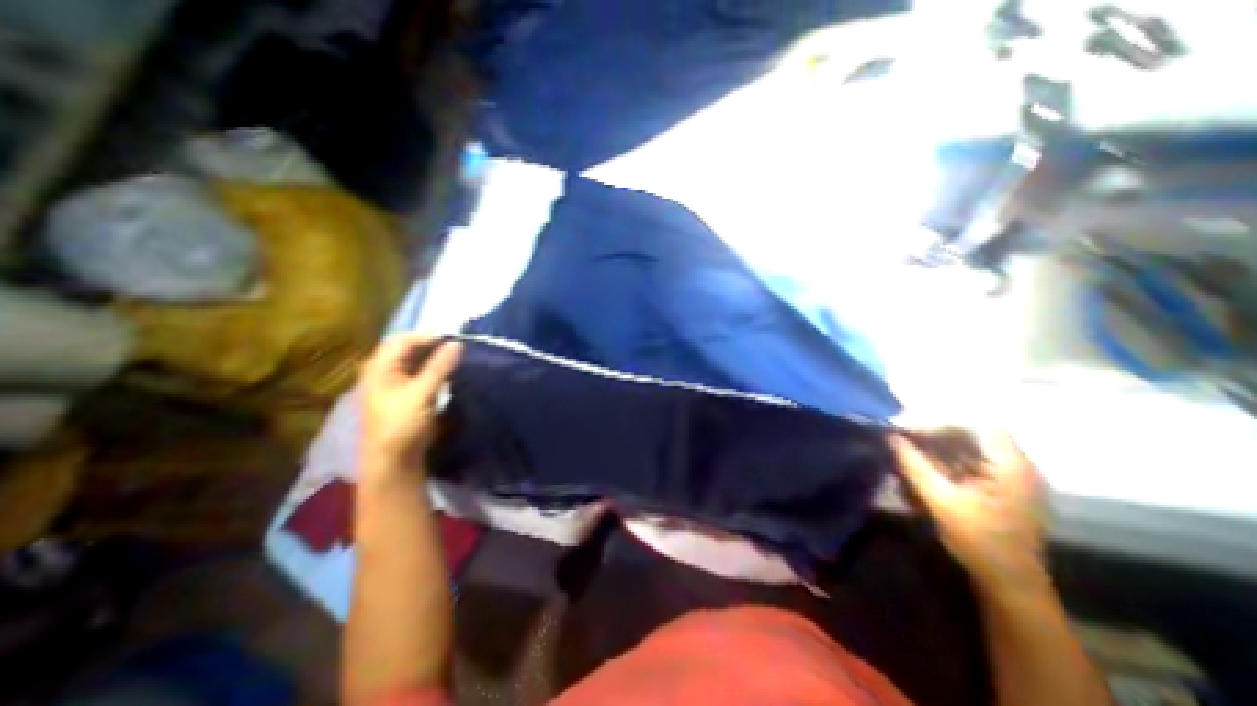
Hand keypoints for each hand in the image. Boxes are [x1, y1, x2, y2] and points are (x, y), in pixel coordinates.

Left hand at [359, 334, 464, 479]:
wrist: (393, 461)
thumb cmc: (401, 425)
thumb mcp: (421, 393)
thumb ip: (440, 367)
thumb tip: (458, 343)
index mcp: (380, 367)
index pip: (404, 340)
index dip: (428, 336)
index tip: (455, 339)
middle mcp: (384, 371)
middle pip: (408, 348)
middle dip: (433, 345)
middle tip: (458, 348)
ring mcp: (394, 383)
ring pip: (416, 361)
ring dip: (435, 357)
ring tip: (457, 358)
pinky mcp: (405, 394)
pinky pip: (420, 373)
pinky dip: (434, 369)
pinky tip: (449, 372)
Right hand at [887, 429, 1052, 598]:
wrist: (1010, 585)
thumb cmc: (980, 542)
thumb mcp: (941, 501)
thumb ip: (914, 465)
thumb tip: (891, 437)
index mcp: (1011, 467)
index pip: (978, 426)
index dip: (941, 422)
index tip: (908, 430)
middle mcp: (1013, 466)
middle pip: (970, 435)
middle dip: (932, 434)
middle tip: (901, 439)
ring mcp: (1006, 477)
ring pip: (965, 448)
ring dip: (933, 448)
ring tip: (905, 452)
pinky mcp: (995, 487)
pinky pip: (965, 463)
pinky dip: (940, 462)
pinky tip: (920, 469)